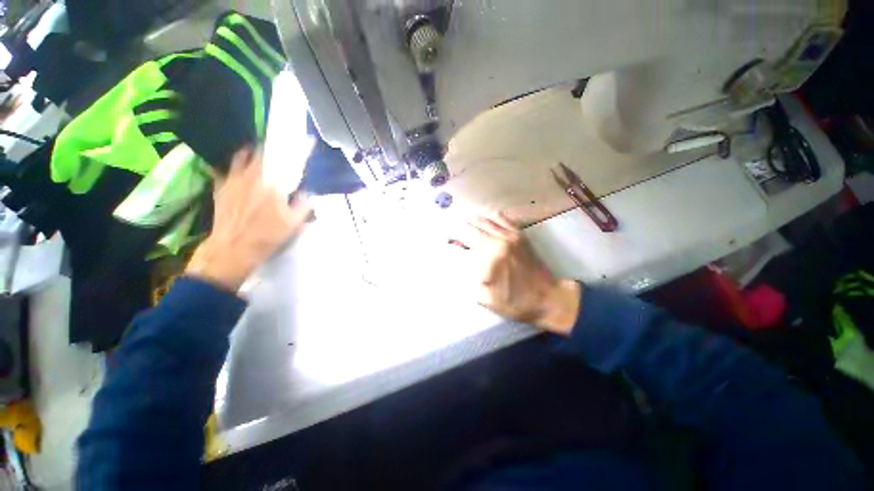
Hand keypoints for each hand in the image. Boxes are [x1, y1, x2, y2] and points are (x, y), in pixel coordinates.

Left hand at [185, 147, 310, 290]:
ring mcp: (233, 180)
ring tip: (259, 151)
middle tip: (281, 146)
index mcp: (272, 184)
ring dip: (253, 151)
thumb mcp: (294, 224)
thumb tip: (307, 193)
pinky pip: (226, 169)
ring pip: (242, 156)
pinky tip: (239, 169)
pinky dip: (235, 165)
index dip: (301, 149)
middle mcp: (251, 176)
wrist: (232, 249)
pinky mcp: (221, 187)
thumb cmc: (266, 237)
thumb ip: (303, 205)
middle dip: (275, 147)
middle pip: (263, 152)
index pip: (288, 160)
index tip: (309, 139)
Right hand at [449, 213, 580, 334]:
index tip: (445, 240)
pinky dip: (492, 218)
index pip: (466, 237)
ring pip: (488, 219)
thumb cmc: (515, 302)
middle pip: (475, 225)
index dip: (453, 237)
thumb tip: (460, 262)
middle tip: (454, 235)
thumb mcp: (486, 297)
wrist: (548, 299)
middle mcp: (501, 239)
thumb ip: (470, 278)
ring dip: (474, 221)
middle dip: (461, 228)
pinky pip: (504, 219)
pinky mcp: (521, 236)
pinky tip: (486, 221)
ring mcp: (513, 235)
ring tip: (465, 226)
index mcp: (491, 254)